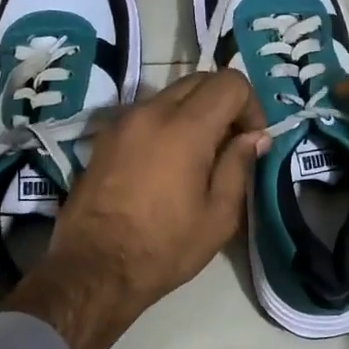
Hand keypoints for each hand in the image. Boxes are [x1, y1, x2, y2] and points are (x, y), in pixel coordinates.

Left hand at [4, 70, 265, 348]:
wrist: (94, 268)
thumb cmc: (164, 247)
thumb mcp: (218, 215)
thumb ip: (239, 165)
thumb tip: (254, 136)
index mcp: (185, 127)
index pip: (230, 83)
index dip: (251, 105)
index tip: (252, 140)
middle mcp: (152, 111)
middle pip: (199, 80)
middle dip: (224, 103)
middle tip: (230, 144)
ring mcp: (124, 121)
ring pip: (171, 94)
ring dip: (194, 112)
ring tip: (199, 155)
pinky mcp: (105, 137)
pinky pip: (147, 113)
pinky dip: (167, 123)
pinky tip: (168, 163)